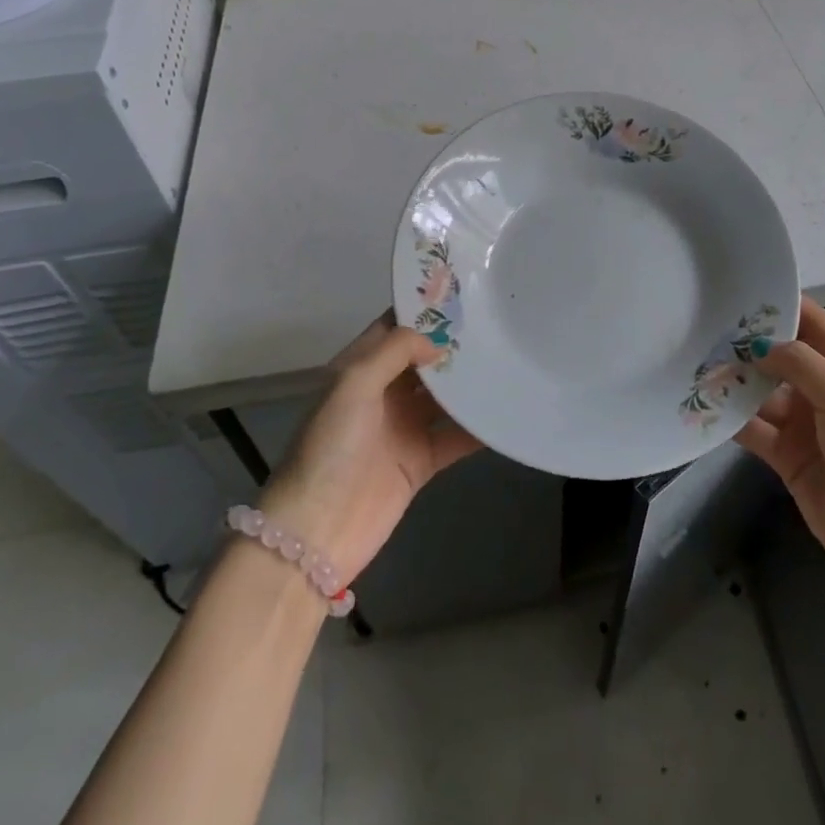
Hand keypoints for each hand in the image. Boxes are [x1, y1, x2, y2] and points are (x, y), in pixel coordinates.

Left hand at [257, 313, 481, 580]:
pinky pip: (455, 436)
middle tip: (496, 322)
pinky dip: (479, 427)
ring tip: (508, 358)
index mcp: (359, 369)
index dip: (422, 310)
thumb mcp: (353, 384)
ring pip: (444, 396)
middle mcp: (382, 393)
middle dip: (454, 343)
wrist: (316, 531)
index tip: (462, 293)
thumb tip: (437, 342)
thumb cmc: (330, 447)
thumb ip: (395, 352)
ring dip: (470, 382)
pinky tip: (506, 412)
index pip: (394, 328)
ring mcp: (403, 427)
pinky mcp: (420, 461)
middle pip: (423, 360)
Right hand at [735, 298, 824, 628]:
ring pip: (764, 392)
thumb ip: (801, 364)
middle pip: (784, 357)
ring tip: (695, 363)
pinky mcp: (789, 458)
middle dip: (749, 344)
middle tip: (703, 325)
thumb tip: (759, 344)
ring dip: (736, 381)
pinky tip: (703, 405)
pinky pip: (756, 429)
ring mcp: (809, 426)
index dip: (782, 305)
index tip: (739, 289)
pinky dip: (732, 419)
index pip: (815, 324)